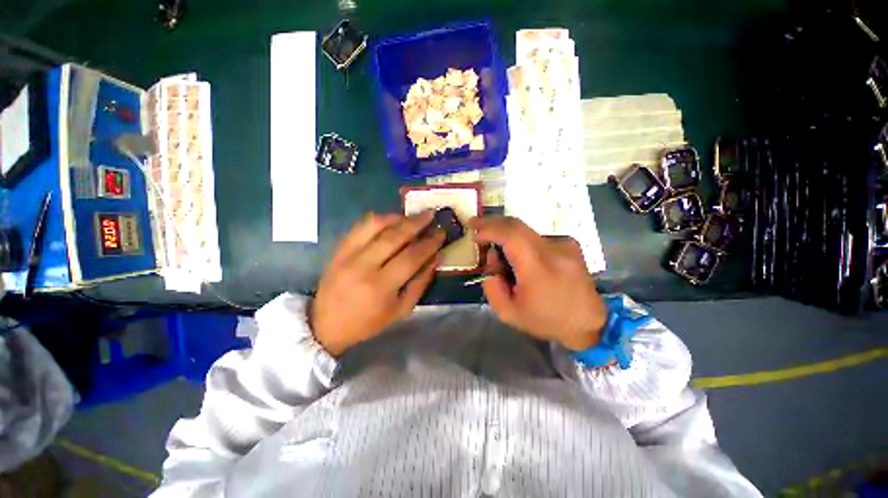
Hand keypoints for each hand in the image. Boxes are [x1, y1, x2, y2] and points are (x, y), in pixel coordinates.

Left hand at [309, 211, 443, 355]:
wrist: (327, 324)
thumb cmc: (369, 321)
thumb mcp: (401, 310)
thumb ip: (420, 283)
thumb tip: (436, 258)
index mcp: (382, 286)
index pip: (411, 257)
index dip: (429, 243)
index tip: (441, 233)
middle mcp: (364, 266)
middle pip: (394, 237)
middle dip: (416, 223)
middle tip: (430, 214)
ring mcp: (348, 255)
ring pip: (375, 226)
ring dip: (397, 217)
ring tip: (411, 215)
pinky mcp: (338, 250)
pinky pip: (359, 227)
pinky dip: (377, 219)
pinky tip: (390, 219)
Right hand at [471, 216, 606, 350]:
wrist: (589, 322)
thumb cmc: (546, 320)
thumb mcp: (508, 312)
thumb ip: (492, 284)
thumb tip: (492, 256)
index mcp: (538, 269)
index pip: (511, 235)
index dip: (489, 227)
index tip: (473, 228)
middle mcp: (554, 250)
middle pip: (517, 225)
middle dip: (493, 223)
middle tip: (477, 228)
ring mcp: (565, 244)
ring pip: (525, 231)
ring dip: (507, 236)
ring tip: (502, 256)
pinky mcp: (570, 243)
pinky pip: (536, 237)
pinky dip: (522, 242)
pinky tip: (522, 259)